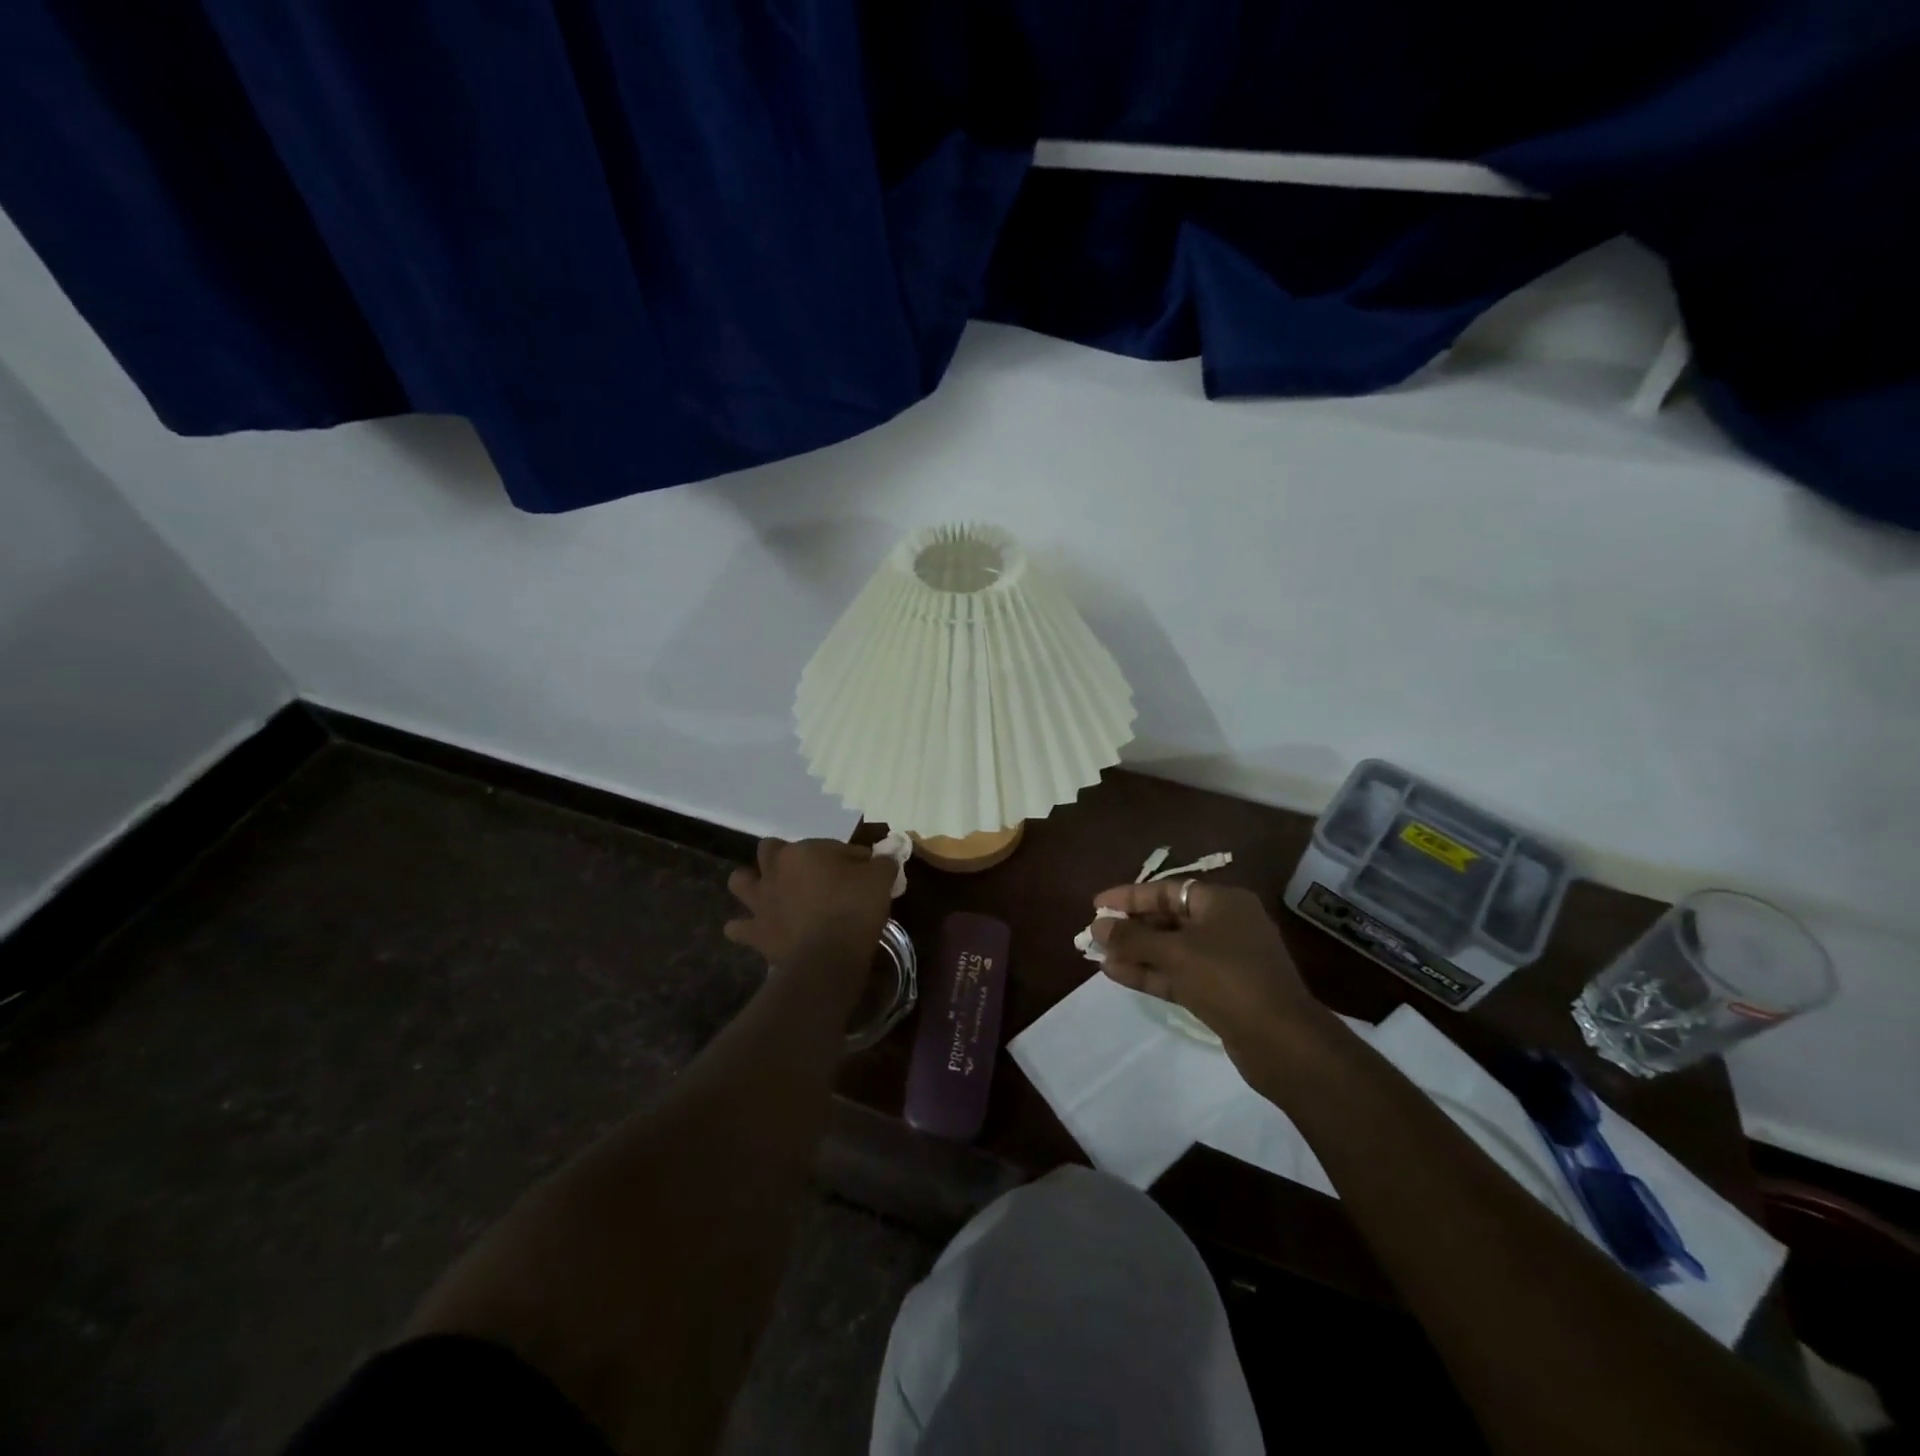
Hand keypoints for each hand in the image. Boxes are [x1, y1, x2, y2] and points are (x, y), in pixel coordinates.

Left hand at [724, 838, 893, 971]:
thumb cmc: (854, 909)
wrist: (828, 957)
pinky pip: (738, 928)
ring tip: (770, 894)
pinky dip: (745, 928)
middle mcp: (775, 870)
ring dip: (752, 884)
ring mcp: (760, 901)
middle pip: (771, 849)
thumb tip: (881, 858)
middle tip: (808, 874)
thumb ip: (881, 863)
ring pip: (740, 881)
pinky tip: (759, 931)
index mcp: (804, 851)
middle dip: (784, 856)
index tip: (863, 871)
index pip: (831, 846)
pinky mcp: (755, 932)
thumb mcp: (880, 879)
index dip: (848, 857)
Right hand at [1091, 880, 1324, 1059]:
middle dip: (1132, 927)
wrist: (1282, 1041)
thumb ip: (1132, 938)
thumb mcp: (1175, 953)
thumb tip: (1097, 926)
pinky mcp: (1222, 992)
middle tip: (1096, 934)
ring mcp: (1226, 960)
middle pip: (1169, 918)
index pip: (1168, 890)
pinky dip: (1151, 973)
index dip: (1130, 896)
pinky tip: (1118, 975)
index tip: (1097, 905)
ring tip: (1099, 957)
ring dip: (1137, 953)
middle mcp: (1226, 924)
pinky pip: (1180, 974)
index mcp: (1223, 902)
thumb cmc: (1228, 979)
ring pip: (1172, 949)